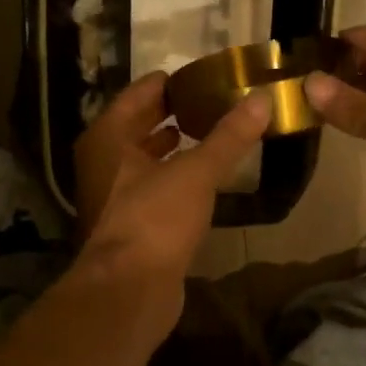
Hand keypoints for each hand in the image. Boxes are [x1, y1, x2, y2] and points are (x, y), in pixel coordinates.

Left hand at [72, 72, 270, 329]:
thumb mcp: (195, 172)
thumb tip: (262, 99)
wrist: (130, 290)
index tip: (207, 74)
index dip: (172, 82)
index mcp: (108, 137)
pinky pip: (155, 187)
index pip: (140, 93)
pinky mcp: (131, 225)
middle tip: (217, 100)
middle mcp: (104, 162)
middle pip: (141, 125)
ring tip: (215, 133)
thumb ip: (228, 137)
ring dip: (176, 146)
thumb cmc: (155, 219)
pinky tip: (205, 177)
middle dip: (176, 113)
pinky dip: (177, 177)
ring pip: (147, 159)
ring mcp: (115, 196)